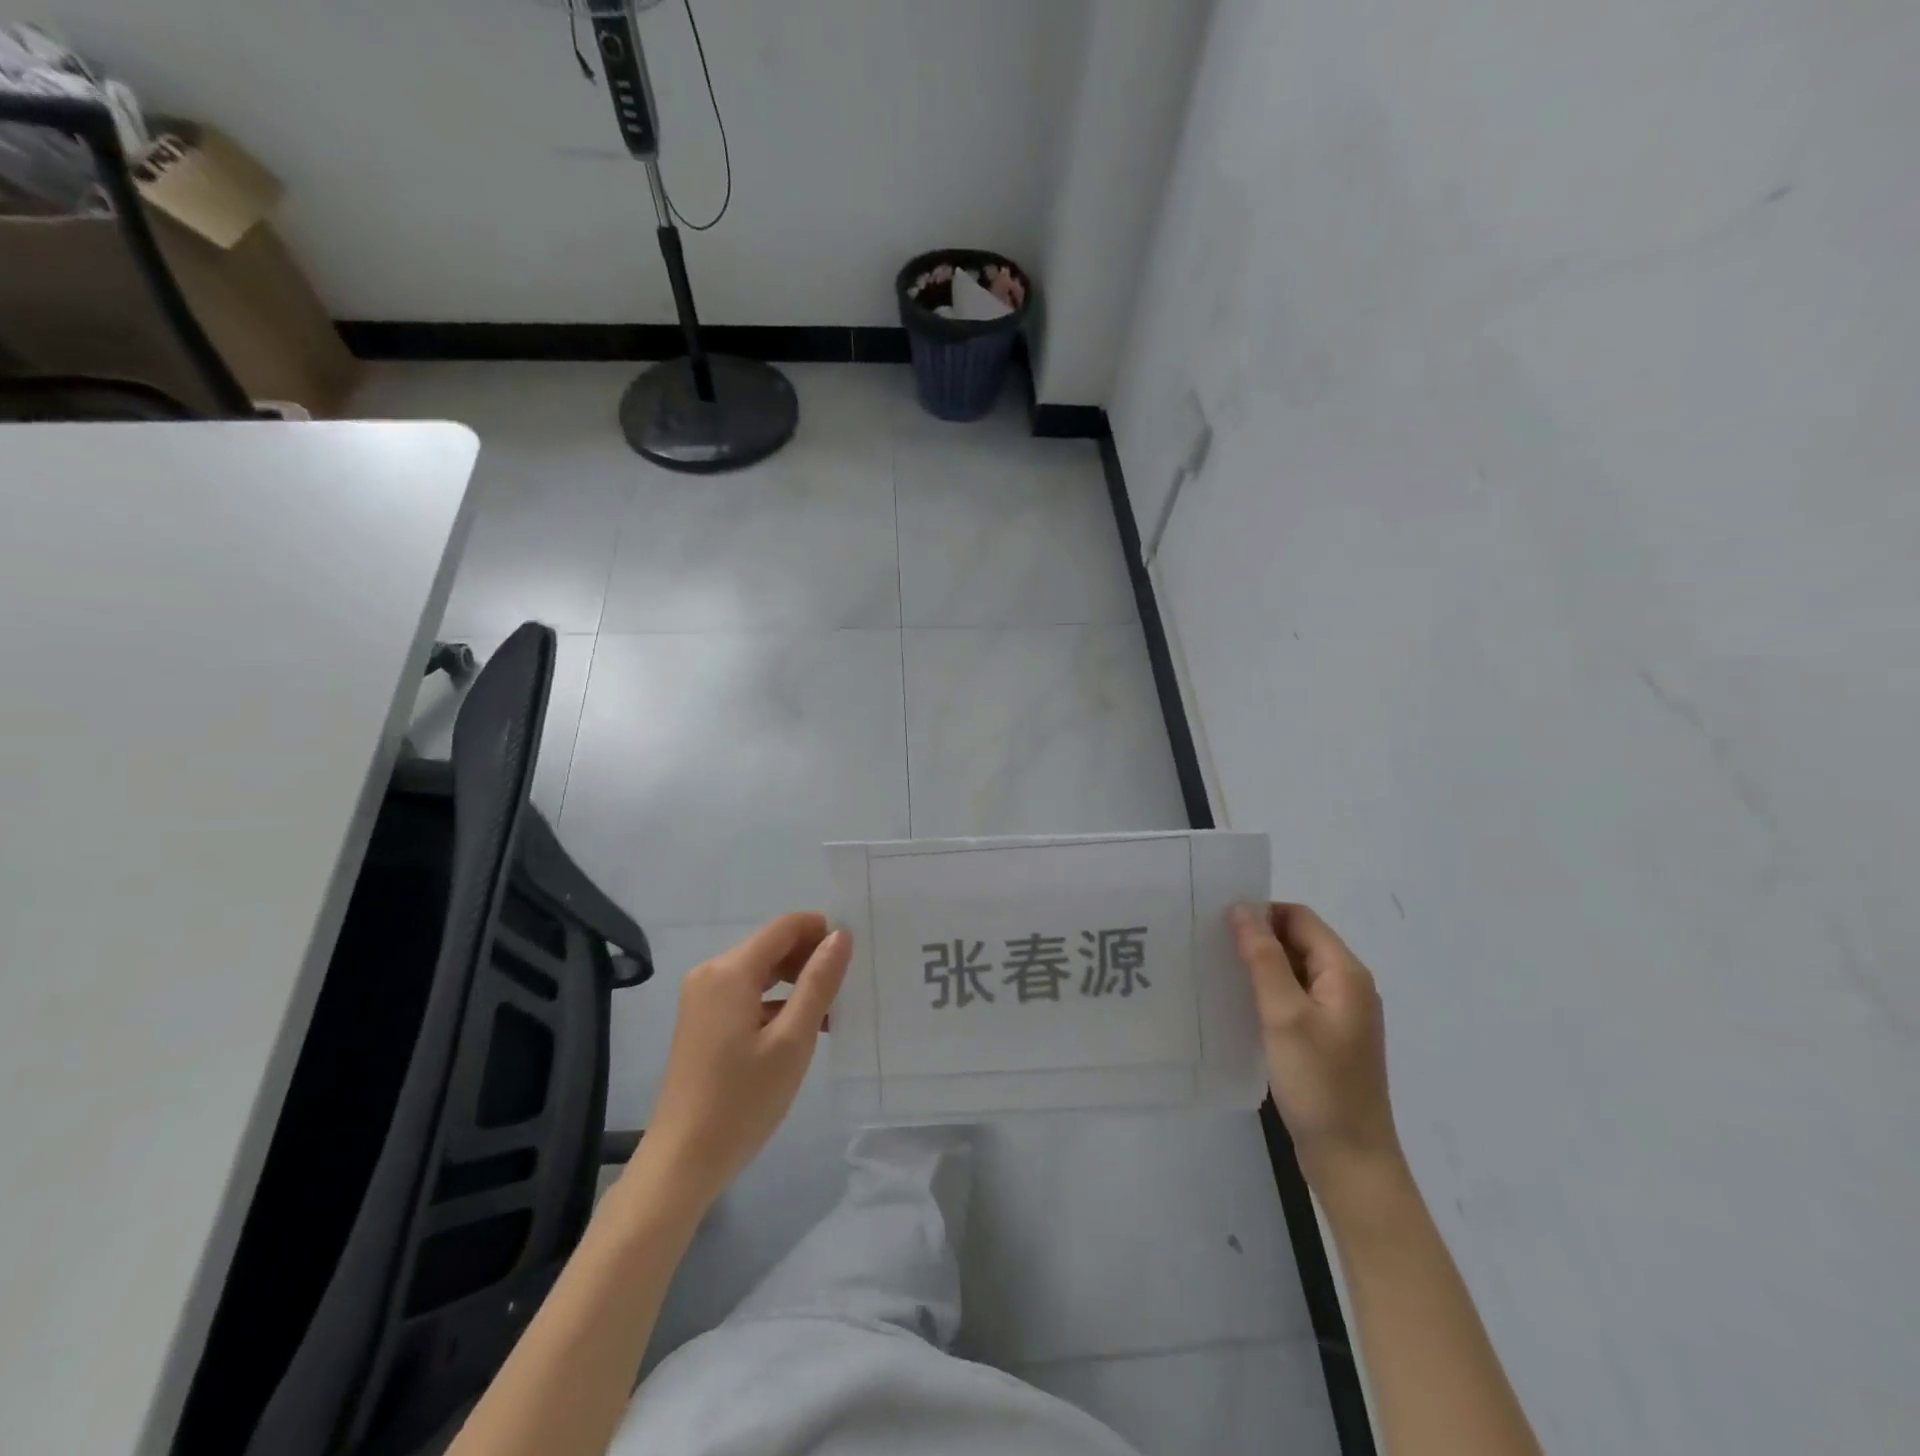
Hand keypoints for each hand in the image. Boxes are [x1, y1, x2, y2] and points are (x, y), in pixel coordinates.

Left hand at [642, 913, 850, 1208]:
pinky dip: (775, 1002)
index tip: (853, 958)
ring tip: (830, 1012)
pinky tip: (800, 1029)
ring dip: (795, 982)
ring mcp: (702, 997)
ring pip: (760, 970)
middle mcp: (711, 973)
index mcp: (730, 971)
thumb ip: (818, 983)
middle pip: (771, 946)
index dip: (822, 932)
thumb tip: (840, 936)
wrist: (682, 1161)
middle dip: (810, 959)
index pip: (785, 927)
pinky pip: (746, 993)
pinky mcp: (701, 1020)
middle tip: (845, 989)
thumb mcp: (793, 1040)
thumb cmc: (742, 1100)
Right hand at [1231, 903, 1398, 1183]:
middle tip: (1210, 945)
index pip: (1299, 918)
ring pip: (1293, 970)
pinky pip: (1293, 997)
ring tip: (1216, 970)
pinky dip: (1267, 993)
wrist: (1351, 1160)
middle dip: (1256, 938)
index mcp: (1345, 973)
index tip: (1217, 922)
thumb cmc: (1319, 1083)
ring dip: (1259, 966)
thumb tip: (1242, 908)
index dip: (1261, 913)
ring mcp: (1338, 1014)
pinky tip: (1237, 1004)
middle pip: (1298, 941)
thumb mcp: (1284, 1015)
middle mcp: (1347, 986)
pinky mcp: (1326, 1037)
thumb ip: (1263, 958)